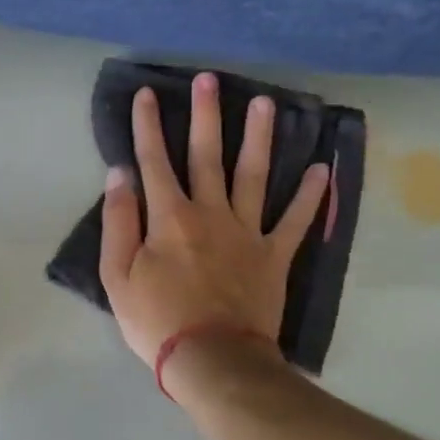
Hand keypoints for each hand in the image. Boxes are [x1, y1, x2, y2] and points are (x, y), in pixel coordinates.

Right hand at [100, 72, 328, 372]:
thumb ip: (118, 222)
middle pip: (208, 156)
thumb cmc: (157, 321)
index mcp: (169, 218)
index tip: (147, 94)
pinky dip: (311, 196)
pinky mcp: (274, 256)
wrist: (212, 360)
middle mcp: (210, 213)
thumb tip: (121, 175)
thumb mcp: (117, 276)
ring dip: (259, 137)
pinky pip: (295, 221)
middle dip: (206, 115)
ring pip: (254, 175)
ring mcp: (247, 232)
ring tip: (265, 103)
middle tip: (210, 79)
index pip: (154, 161)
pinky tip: (321, 169)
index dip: (148, 126)